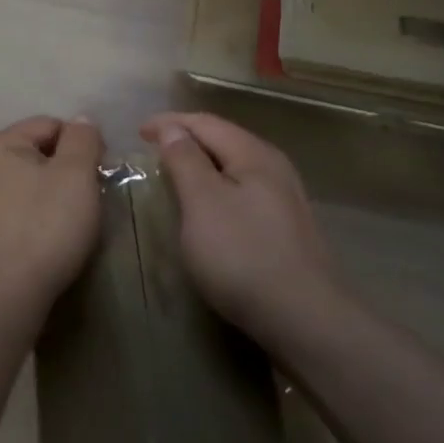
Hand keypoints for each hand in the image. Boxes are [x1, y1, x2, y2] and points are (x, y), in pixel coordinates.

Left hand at [0, 116, 104, 312]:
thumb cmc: (43, 227)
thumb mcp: (76, 175)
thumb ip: (82, 140)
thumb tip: (80, 121)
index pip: (49, 125)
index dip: (81, 144)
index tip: (99, 175)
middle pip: (33, 156)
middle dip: (62, 173)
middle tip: (86, 203)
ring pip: (21, 188)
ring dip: (45, 199)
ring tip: (66, 228)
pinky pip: (9, 217)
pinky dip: (28, 224)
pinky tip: (41, 247)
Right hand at [140, 112, 337, 333]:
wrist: (305, 319)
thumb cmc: (243, 255)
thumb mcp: (203, 202)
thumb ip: (186, 160)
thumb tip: (173, 129)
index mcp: (254, 154)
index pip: (206, 123)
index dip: (170, 123)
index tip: (138, 133)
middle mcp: (274, 167)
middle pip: (224, 140)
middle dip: (187, 139)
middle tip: (154, 150)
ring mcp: (285, 199)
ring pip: (235, 167)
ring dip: (203, 165)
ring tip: (175, 174)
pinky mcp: (286, 227)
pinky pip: (243, 191)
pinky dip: (218, 188)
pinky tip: (208, 207)